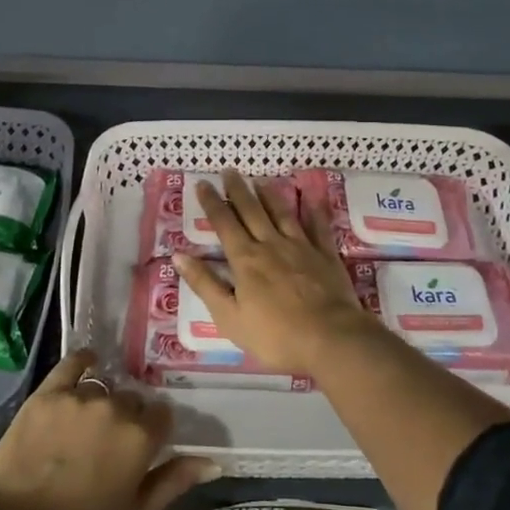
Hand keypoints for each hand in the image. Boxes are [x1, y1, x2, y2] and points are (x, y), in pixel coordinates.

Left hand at [0, 349, 216, 509]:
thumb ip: (173, 481)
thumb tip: (213, 460)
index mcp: (140, 438)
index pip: (162, 415)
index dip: (154, 431)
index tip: (143, 448)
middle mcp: (115, 407)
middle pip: (132, 399)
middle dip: (128, 417)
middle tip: (109, 444)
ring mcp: (79, 396)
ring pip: (104, 387)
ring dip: (102, 401)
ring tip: (85, 427)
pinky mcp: (48, 392)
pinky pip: (73, 362)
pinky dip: (83, 360)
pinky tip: (87, 362)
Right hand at [173, 169, 378, 374]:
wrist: (331, 339)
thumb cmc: (275, 335)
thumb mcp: (229, 317)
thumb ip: (205, 285)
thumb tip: (178, 255)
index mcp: (245, 260)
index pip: (224, 224)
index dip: (211, 203)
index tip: (203, 183)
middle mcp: (271, 245)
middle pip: (251, 211)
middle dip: (238, 190)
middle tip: (229, 171)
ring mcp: (301, 247)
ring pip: (282, 213)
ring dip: (269, 195)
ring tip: (260, 180)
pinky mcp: (326, 255)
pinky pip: (318, 227)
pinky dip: (314, 210)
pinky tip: (311, 197)